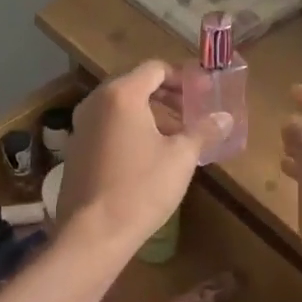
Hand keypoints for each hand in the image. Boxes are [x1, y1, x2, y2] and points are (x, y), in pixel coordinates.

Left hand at [57, 61, 226, 250]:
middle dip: (167, 97)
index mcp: (121, 95)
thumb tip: (225, 117)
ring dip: (150, 114)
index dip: (182, 77)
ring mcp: (81, 125)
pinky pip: (108, 126)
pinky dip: (130, 129)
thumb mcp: (181, 157)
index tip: (203, 94)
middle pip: (136, 85)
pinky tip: (149, 155)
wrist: (93, 233)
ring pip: (121, 107)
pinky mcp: (76, 148)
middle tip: (193, 114)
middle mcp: (95, 102)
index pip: (155, 69)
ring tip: (176, 136)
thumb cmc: (141, 188)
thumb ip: (203, 131)